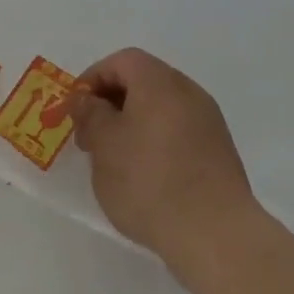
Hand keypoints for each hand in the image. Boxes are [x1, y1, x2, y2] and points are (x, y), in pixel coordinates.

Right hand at [67, 48, 259, 266]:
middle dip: (111, 102)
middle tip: (89, 137)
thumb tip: (85, 99)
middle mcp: (189, 92)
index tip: (75, 110)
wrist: (214, 232)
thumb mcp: (104, 145)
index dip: (93, 78)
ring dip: (132, 123)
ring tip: (113, 160)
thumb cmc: (149, 181)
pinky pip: (178, 131)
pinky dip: (155, 140)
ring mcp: (209, 122)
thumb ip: (90, 114)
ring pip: (161, 108)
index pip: (122, 61)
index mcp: (160, 82)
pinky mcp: (218, 151)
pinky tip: (144, 175)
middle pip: (144, 81)